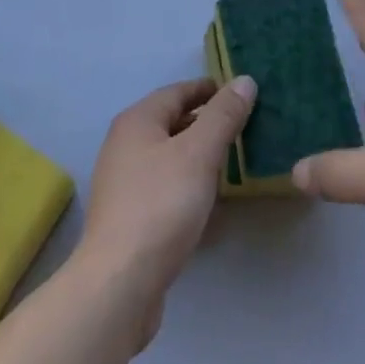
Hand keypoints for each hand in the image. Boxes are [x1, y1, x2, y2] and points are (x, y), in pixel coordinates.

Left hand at [74, 76, 254, 347]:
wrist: (120, 283)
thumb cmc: (161, 205)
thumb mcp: (199, 154)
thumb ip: (223, 116)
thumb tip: (244, 80)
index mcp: (137, 121)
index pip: (177, 91)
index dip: (208, 89)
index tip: (239, 92)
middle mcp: (125, 144)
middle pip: (171, 122)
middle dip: (206, 122)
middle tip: (243, 127)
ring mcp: (124, 183)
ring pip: (168, 156)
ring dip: (198, 155)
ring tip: (233, 162)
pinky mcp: (129, 217)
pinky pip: (165, 187)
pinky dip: (188, 184)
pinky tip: (210, 201)